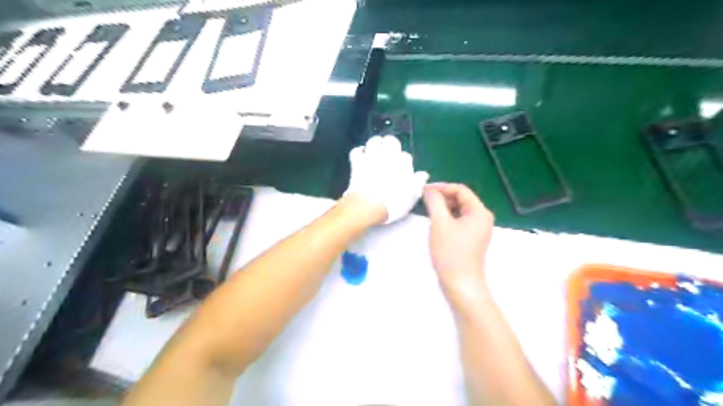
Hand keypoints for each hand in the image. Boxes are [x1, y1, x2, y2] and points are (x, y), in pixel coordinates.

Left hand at [344, 137, 427, 225]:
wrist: (370, 205)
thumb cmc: (395, 203)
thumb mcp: (412, 196)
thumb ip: (418, 183)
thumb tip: (423, 174)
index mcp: (403, 163)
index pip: (405, 156)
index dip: (404, 162)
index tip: (402, 169)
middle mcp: (388, 155)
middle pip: (391, 141)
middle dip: (391, 144)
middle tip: (389, 151)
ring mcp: (371, 157)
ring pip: (374, 141)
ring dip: (376, 143)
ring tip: (376, 149)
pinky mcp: (357, 162)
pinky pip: (357, 151)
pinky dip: (359, 151)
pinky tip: (361, 154)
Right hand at [422, 184, 494, 306]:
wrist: (460, 284)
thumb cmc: (450, 252)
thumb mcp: (440, 223)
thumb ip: (434, 202)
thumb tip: (429, 190)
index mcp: (479, 212)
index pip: (460, 190)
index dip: (442, 187)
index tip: (424, 190)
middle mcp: (482, 218)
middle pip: (462, 199)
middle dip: (443, 197)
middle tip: (425, 200)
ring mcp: (479, 230)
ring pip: (460, 210)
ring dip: (444, 207)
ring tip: (429, 210)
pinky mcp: (472, 239)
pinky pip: (460, 221)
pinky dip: (448, 218)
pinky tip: (437, 223)